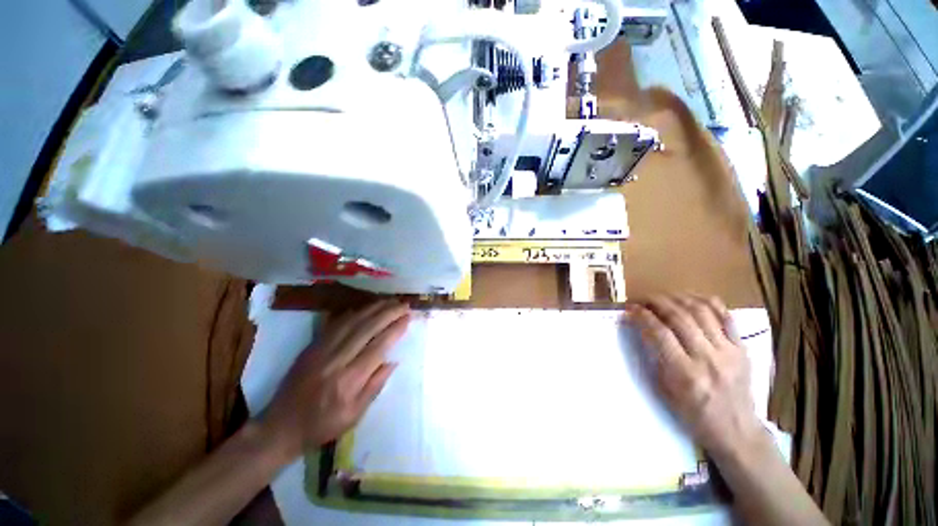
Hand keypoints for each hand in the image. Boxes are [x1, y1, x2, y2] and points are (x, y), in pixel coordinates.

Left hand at [257, 300, 410, 463]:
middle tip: (404, 304)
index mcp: (349, 381)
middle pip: (367, 328)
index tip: (408, 317)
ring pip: (352, 321)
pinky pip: (337, 323)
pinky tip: (366, 307)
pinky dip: (355, 312)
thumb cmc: (322, 425)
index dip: (395, 329)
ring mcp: (321, 350)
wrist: (280, 426)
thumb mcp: (354, 416)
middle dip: (389, 313)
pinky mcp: (312, 345)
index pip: (378, 347)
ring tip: (390, 301)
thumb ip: (375, 386)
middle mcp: (336, 360)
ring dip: (374, 308)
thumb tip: (393, 361)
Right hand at [627, 294, 765, 459]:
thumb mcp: (664, 391)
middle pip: (679, 317)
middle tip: (642, 299)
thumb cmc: (693, 414)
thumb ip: (654, 358)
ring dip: (678, 298)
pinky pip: (726, 316)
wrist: (736, 430)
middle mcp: (708, 358)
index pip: (659, 333)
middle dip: (656, 302)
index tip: (630, 309)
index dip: (642, 316)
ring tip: (664, 297)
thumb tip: (642, 329)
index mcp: (685, 373)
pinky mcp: (742, 348)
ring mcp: (729, 351)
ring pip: (702, 311)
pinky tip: (692, 298)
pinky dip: (707, 302)